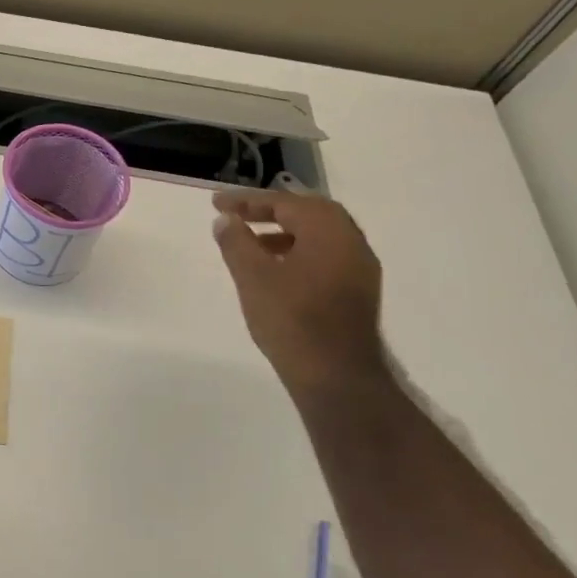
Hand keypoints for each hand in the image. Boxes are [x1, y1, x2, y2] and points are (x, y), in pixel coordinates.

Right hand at [211, 189, 385, 391]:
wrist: (336, 376)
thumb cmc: (291, 320)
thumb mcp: (253, 277)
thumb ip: (236, 242)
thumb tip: (226, 219)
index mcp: (329, 231)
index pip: (285, 203)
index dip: (247, 201)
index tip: (216, 203)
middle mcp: (351, 242)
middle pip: (308, 212)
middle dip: (271, 211)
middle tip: (238, 215)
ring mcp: (359, 268)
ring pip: (319, 235)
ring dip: (285, 232)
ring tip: (251, 242)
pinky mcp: (357, 291)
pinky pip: (326, 255)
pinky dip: (299, 251)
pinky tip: (276, 270)